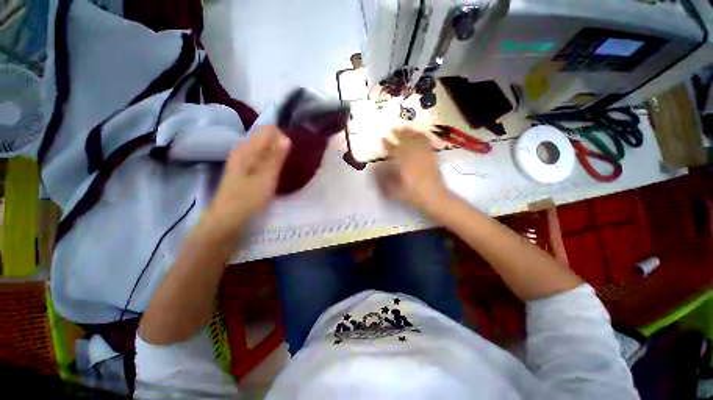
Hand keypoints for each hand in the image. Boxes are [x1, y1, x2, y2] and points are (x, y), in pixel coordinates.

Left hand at [200, 126, 290, 244]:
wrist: (227, 218)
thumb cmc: (248, 198)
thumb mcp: (266, 177)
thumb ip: (276, 157)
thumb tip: (286, 138)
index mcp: (247, 149)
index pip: (268, 130)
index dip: (282, 137)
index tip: (292, 152)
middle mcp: (243, 151)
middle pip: (266, 139)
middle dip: (280, 146)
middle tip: (290, 162)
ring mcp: (243, 161)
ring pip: (264, 150)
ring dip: (277, 155)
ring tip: (286, 168)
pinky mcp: (244, 170)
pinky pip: (261, 159)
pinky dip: (271, 163)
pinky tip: (276, 173)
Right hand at [376, 127, 449, 213]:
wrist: (434, 197)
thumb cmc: (412, 195)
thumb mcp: (394, 190)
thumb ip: (384, 178)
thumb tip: (376, 167)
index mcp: (403, 163)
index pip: (393, 150)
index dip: (387, 144)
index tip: (382, 139)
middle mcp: (413, 156)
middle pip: (405, 141)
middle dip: (398, 134)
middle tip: (393, 129)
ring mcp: (424, 154)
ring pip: (416, 139)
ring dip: (409, 132)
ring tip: (404, 127)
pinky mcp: (432, 156)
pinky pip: (426, 143)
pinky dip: (422, 136)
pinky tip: (419, 134)